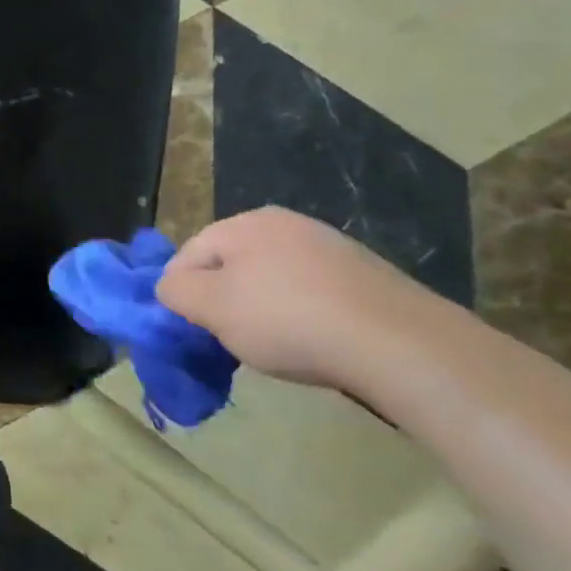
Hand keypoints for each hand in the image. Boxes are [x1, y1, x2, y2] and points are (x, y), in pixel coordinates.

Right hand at [156, 207, 448, 387]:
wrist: (399, 344)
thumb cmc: (288, 320)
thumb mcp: (212, 308)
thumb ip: (176, 291)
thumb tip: (170, 287)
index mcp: (245, 223)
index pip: (189, 253)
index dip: (179, 292)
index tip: (187, 329)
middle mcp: (286, 223)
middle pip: (231, 264)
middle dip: (222, 300)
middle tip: (227, 339)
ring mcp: (331, 247)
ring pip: (272, 279)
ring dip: (262, 309)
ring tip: (273, 347)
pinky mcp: (366, 276)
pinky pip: (313, 293)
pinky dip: (303, 315)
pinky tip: (314, 343)